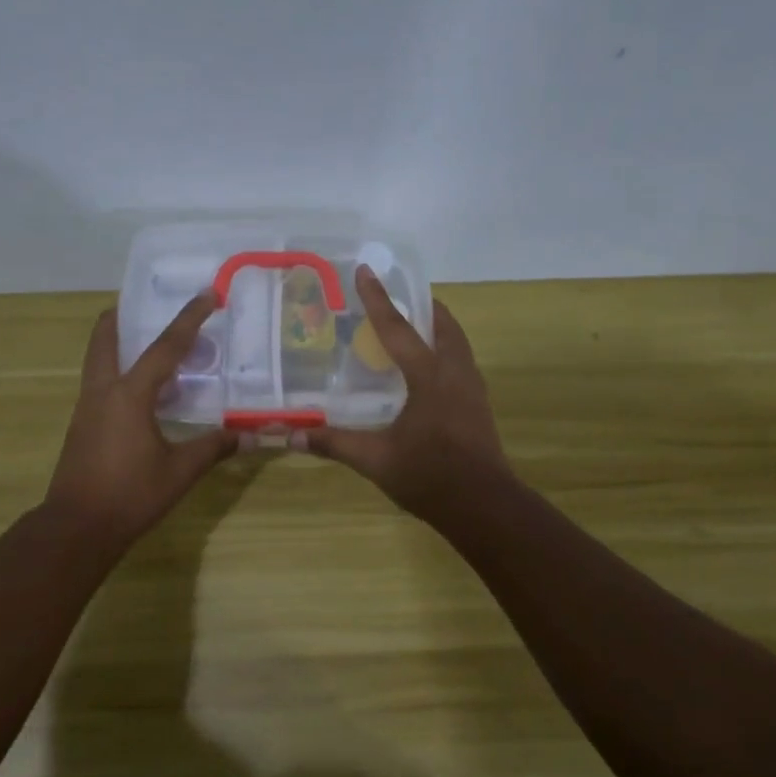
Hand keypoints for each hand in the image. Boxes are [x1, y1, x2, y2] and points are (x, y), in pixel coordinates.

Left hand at [44, 294, 236, 553]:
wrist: (77, 527)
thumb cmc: (130, 495)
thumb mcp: (180, 471)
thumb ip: (215, 447)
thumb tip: (252, 434)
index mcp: (129, 394)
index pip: (165, 347)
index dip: (189, 319)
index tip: (207, 295)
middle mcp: (103, 391)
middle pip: (106, 338)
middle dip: (123, 316)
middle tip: (146, 304)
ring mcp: (87, 408)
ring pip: (98, 360)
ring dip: (118, 343)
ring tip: (147, 342)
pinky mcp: (82, 426)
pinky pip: (100, 383)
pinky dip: (118, 371)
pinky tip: (141, 390)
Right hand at [297, 267, 511, 521]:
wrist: (484, 506)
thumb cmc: (430, 476)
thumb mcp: (376, 460)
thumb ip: (334, 444)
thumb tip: (291, 436)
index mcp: (429, 377)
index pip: (398, 328)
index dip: (378, 299)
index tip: (366, 270)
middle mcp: (455, 373)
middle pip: (443, 326)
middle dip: (423, 307)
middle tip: (400, 298)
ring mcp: (472, 390)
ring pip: (457, 344)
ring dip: (438, 329)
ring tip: (416, 329)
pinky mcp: (479, 407)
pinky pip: (461, 364)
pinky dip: (444, 353)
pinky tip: (429, 373)